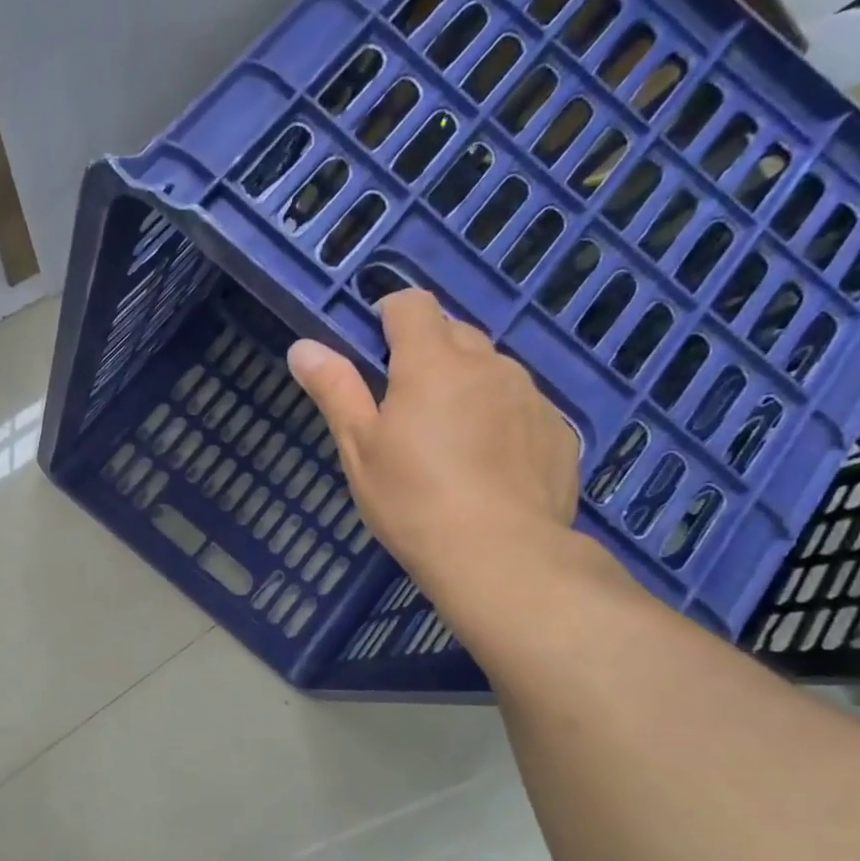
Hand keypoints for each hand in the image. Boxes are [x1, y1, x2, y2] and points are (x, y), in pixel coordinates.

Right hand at [288, 289, 578, 603]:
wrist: (500, 555)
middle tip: (405, 403)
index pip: (412, 305)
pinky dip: (500, 419)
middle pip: (455, 332)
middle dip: (428, 351)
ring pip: (491, 370)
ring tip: (449, 440)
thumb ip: (334, 390)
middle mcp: (487, 365)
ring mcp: (530, 396)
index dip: (390, 314)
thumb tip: (302, 346)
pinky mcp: (557, 430)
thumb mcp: (359, 447)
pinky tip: (487, 466)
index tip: (375, 345)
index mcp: (432, 363)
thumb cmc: (412, 500)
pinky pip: (521, 407)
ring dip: (466, 385)